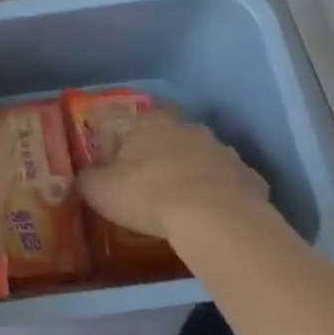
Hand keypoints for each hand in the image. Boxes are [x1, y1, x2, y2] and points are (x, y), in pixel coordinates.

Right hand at [78, 110, 279, 248]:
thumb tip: (83, 178)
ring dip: (199, 172)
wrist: (214, 219)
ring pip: (208, 157)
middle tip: (158, 178)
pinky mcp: (250, 179)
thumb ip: (88, 181)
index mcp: (152, 125)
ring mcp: (225, 152)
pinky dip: (225, 195)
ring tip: (188, 202)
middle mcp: (190, 130)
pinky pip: (233, 184)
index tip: (129, 156)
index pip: (144, 116)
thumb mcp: (101, 191)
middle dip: (171, 151)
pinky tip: (217, 217)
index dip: (137, 134)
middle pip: (179, 134)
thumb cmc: (148, 195)